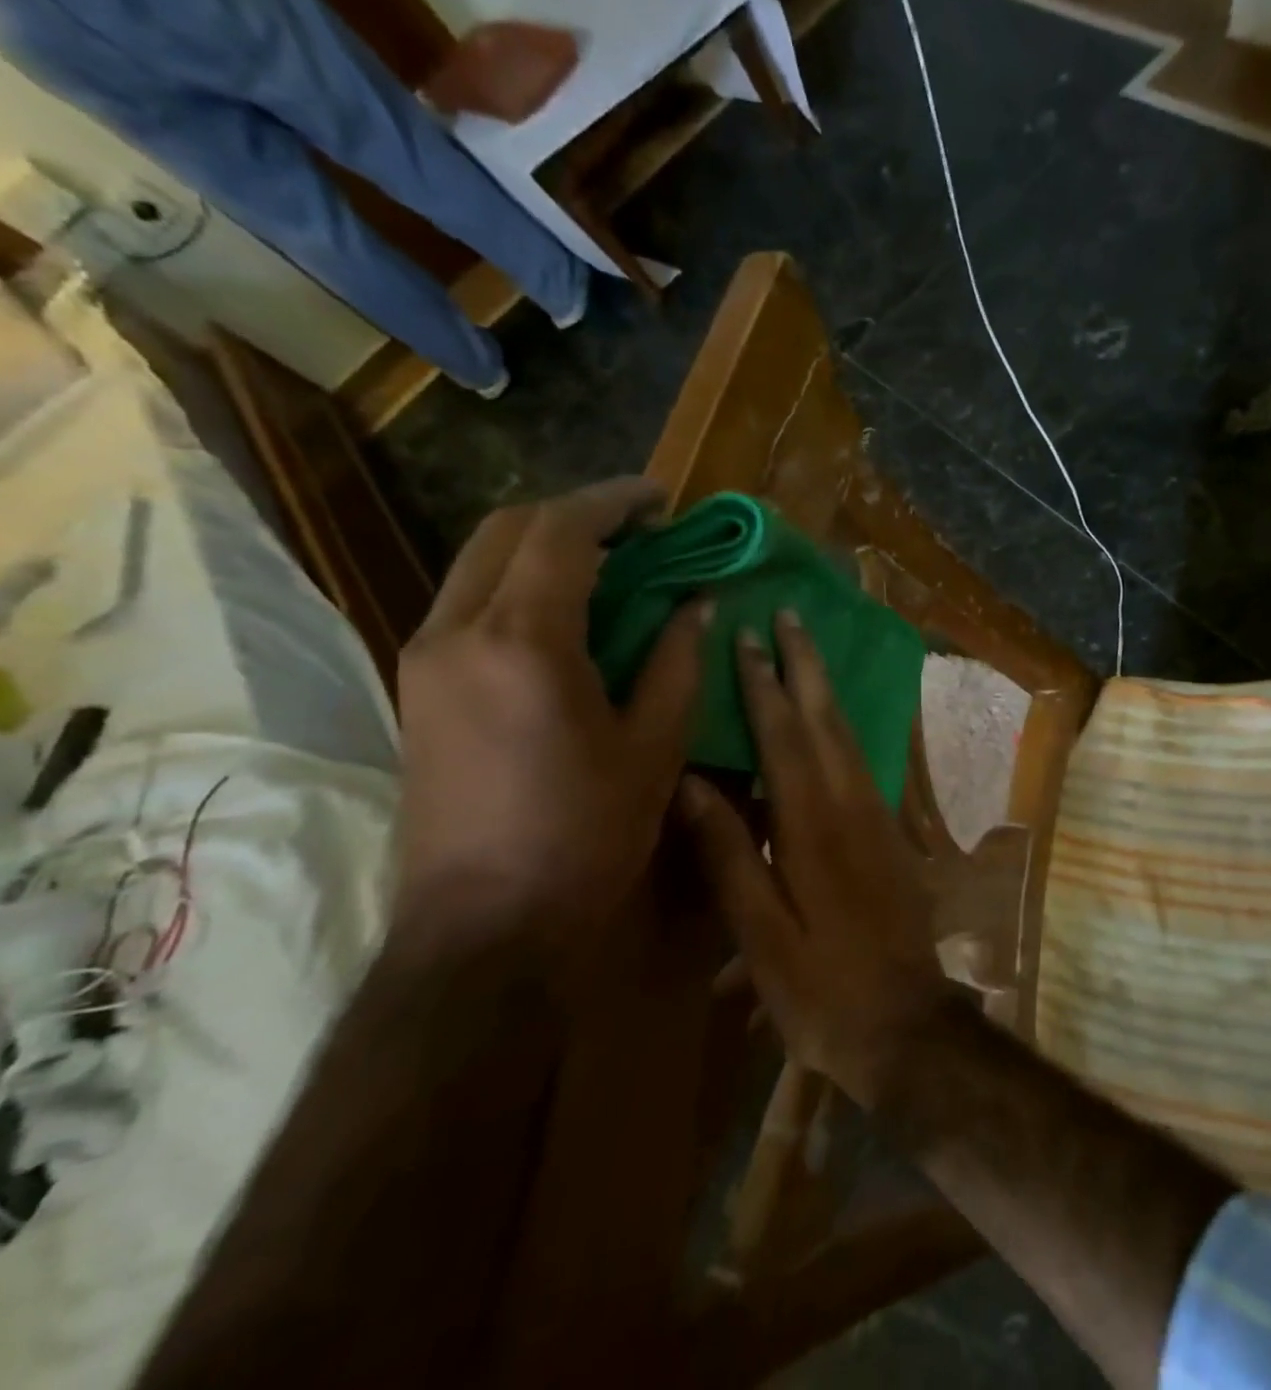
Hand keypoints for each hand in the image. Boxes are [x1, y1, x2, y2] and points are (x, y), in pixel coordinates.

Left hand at [393, 477, 710, 954]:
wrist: (485, 927)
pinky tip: (567, 614)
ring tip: (610, 565)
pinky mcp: (419, 687)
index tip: (662, 499)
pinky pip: (469, 602)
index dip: (616, 502)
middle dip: (576, 514)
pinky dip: (520, 584)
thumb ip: (678, 663)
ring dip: (544, 547)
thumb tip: (696, 605)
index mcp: (524, 642)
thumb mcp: (654, 748)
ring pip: (479, 562)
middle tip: (639, 528)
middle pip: (508, 530)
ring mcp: (426, 658)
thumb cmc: (586, 836)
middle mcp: (458, 631)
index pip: (563, 532)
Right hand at [677, 611, 949, 1107]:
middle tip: (793, 616)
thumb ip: (729, 855)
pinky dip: (843, 728)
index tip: (749, 637)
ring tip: (809, 652)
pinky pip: (863, 762)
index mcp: (812, 825)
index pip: (784, 736)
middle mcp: (852, 806)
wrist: (907, 1023)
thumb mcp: (761, 934)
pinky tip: (834, 722)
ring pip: (850, 735)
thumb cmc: (822, 988)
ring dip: (827, 689)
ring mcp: (879, 817)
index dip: (764, 684)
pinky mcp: (892, 834)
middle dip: (807, 666)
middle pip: (827, 719)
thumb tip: (690, 783)